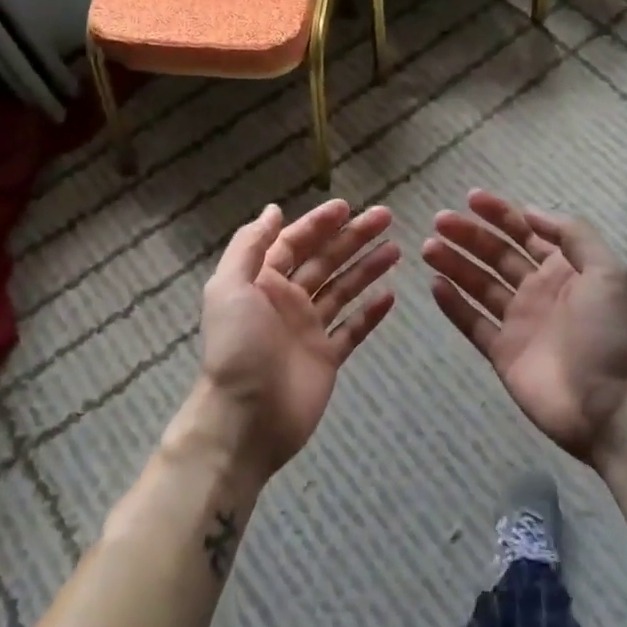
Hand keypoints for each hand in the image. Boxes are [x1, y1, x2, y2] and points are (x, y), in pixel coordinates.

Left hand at [181, 199, 398, 481]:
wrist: (246, 419)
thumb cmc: (237, 347)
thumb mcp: (229, 287)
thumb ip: (250, 246)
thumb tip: (273, 211)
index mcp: (262, 282)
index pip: (294, 242)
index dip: (319, 223)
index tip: (348, 207)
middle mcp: (287, 300)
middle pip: (325, 260)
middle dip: (353, 237)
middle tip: (386, 216)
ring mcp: (309, 329)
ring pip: (343, 290)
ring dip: (367, 268)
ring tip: (396, 250)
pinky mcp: (326, 358)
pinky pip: (353, 329)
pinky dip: (371, 313)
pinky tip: (391, 295)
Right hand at [425, 190, 626, 465]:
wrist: (610, 406)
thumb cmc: (609, 334)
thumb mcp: (606, 272)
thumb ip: (572, 235)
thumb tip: (531, 211)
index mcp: (564, 270)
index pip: (526, 233)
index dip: (500, 214)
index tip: (470, 198)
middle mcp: (538, 291)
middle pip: (496, 255)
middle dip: (469, 235)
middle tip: (439, 221)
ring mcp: (518, 322)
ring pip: (479, 285)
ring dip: (454, 264)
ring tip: (428, 247)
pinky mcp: (501, 352)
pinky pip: (472, 323)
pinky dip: (453, 304)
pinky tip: (435, 284)